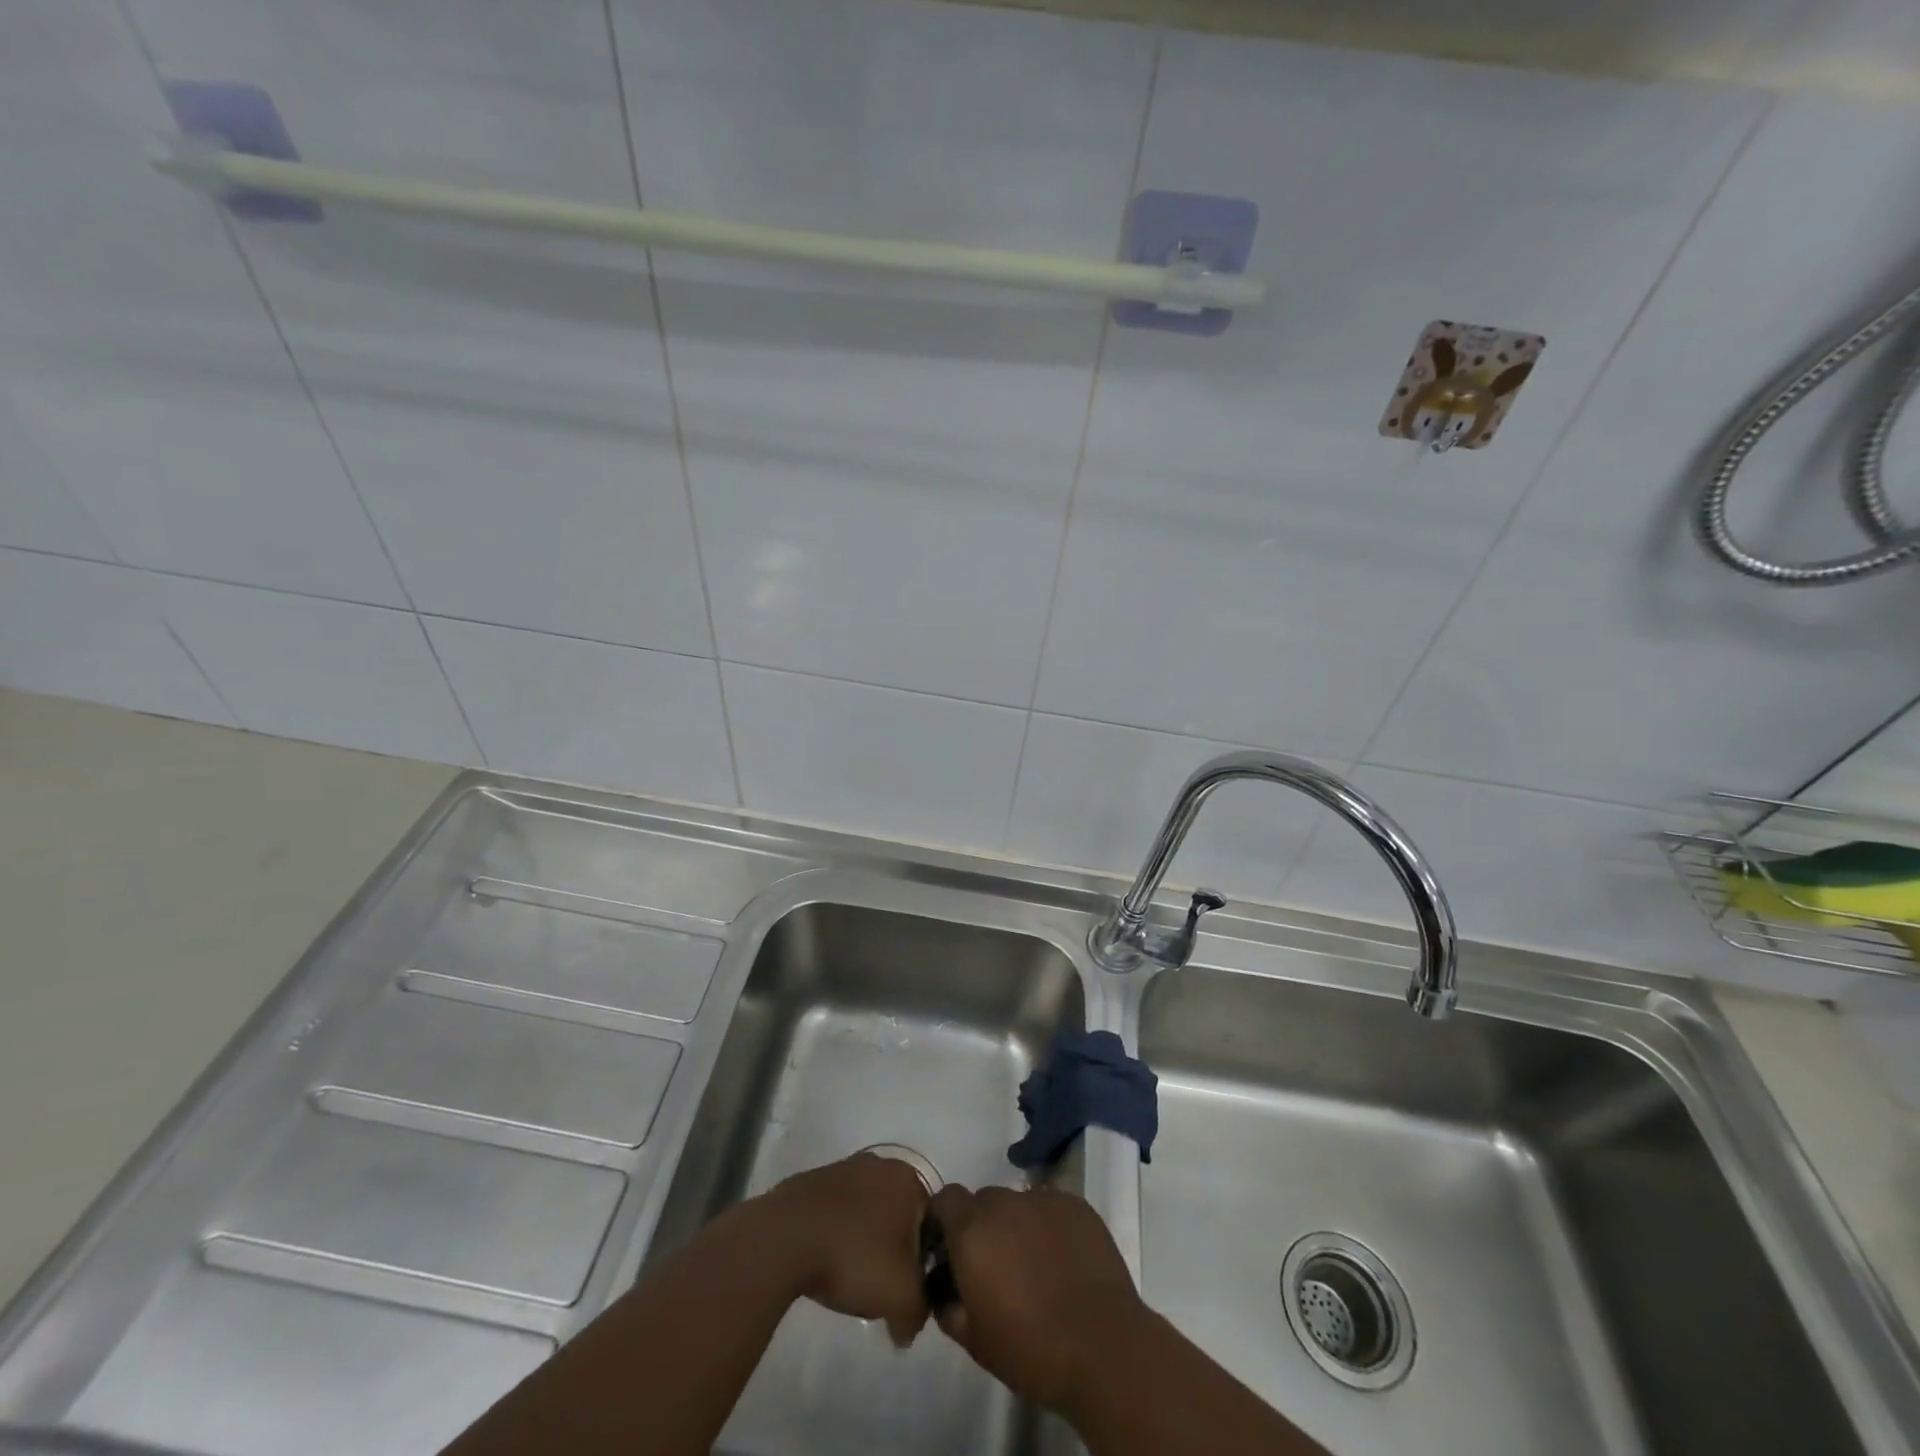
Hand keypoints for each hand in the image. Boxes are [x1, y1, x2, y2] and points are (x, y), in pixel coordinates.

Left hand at [761, 1153, 931, 1345]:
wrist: (785, 1238)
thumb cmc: (854, 1257)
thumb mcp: (902, 1297)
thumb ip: (919, 1312)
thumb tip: (908, 1326)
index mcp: (908, 1181)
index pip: (931, 1224)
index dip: (923, 1262)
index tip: (907, 1290)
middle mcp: (881, 1165)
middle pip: (898, 1216)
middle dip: (894, 1250)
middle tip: (880, 1286)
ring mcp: (844, 1168)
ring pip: (866, 1211)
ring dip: (864, 1241)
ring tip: (848, 1277)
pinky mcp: (813, 1180)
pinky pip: (836, 1211)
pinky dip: (836, 1233)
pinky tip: (824, 1261)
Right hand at [927, 1184, 1148, 1412]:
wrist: (1103, 1348)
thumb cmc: (1031, 1350)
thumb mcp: (974, 1341)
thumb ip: (949, 1306)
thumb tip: (944, 1289)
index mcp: (972, 1231)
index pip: (946, 1199)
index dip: (945, 1220)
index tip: (951, 1249)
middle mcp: (1004, 1203)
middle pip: (983, 1200)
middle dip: (983, 1226)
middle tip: (996, 1266)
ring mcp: (1043, 1199)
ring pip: (1019, 1203)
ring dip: (1017, 1226)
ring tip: (1035, 1266)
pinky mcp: (1077, 1205)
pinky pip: (1051, 1208)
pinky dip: (1049, 1227)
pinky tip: (1063, 1261)